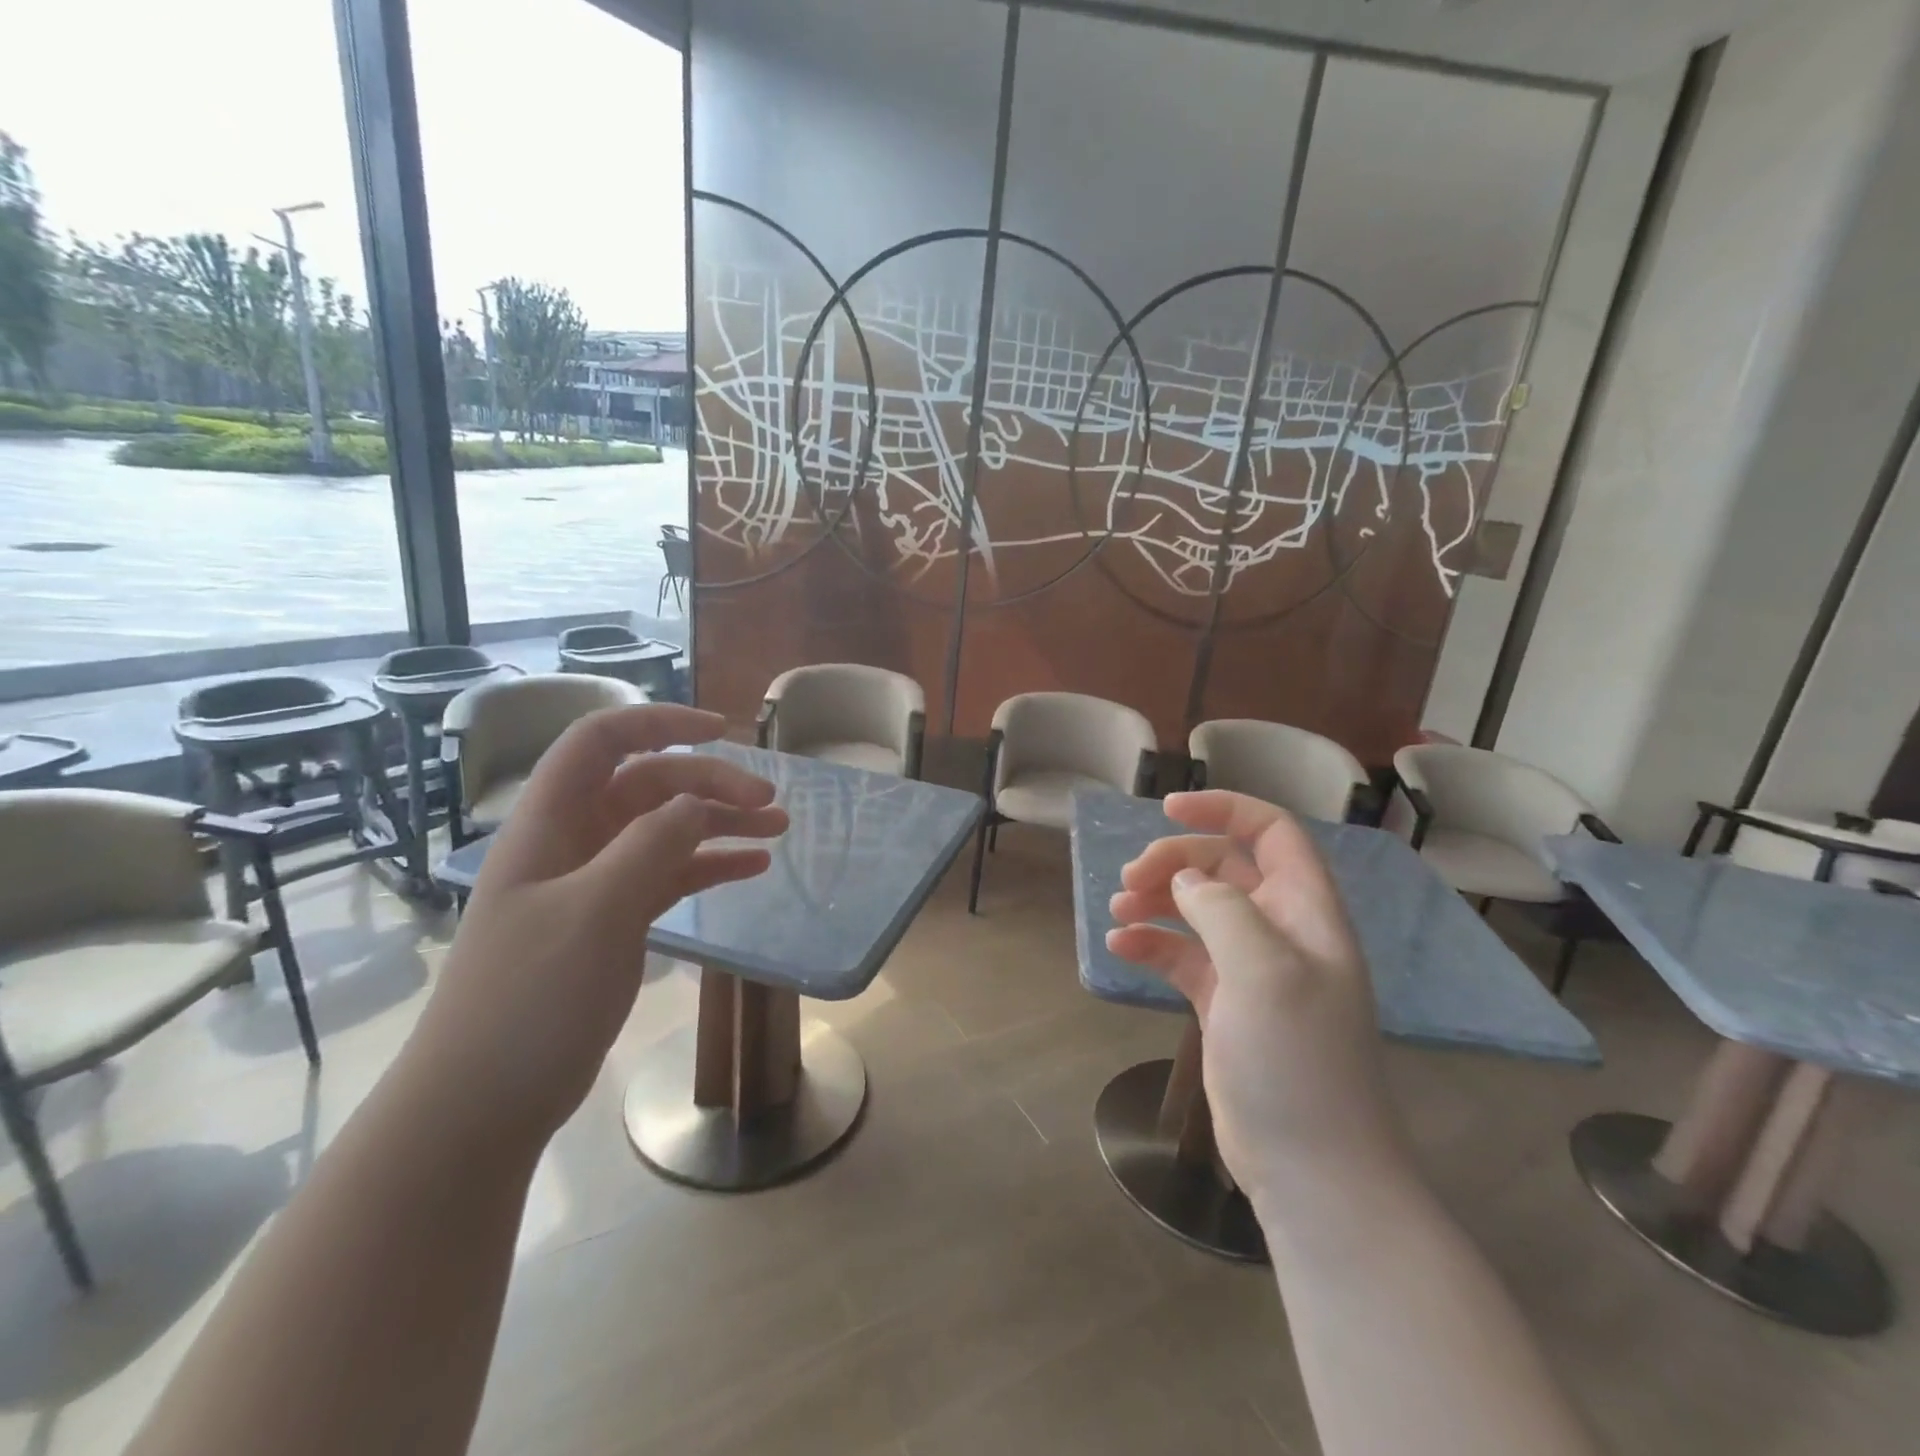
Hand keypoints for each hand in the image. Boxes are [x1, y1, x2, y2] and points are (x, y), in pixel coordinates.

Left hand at [407, 705, 787, 1145]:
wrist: (481, 1106)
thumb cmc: (528, 1001)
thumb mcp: (594, 913)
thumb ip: (650, 846)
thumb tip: (698, 802)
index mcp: (549, 824)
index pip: (601, 742)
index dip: (659, 723)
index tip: (722, 731)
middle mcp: (572, 842)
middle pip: (647, 785)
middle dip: (710, 784)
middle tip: (770, 802)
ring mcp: (592, 884)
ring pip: (664, 830)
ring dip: (719, 822)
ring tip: (777, 829)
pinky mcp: (611, 922)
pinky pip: (669, 875)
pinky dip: (709, 865)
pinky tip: (752, 869)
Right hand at [1105, 791, 1408, 1214]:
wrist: (1310, 1168)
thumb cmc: (1296, 1059)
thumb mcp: (1263, 970)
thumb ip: (1223, 909)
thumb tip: (1185, 881)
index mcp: (1305, 912)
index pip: (1272, 833)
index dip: (1225, 810)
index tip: (1168, 810)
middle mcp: (1280, 931)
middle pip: (1224, 868)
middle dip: (1175, 862)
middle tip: (1131, 879)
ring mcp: (1250, 969)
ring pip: (1198, 909)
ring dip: (1156, 900)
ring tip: (1119, 910)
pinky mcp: (1224, 1003)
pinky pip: (1182, 956)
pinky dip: (1151, 945)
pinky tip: (1120, 949)